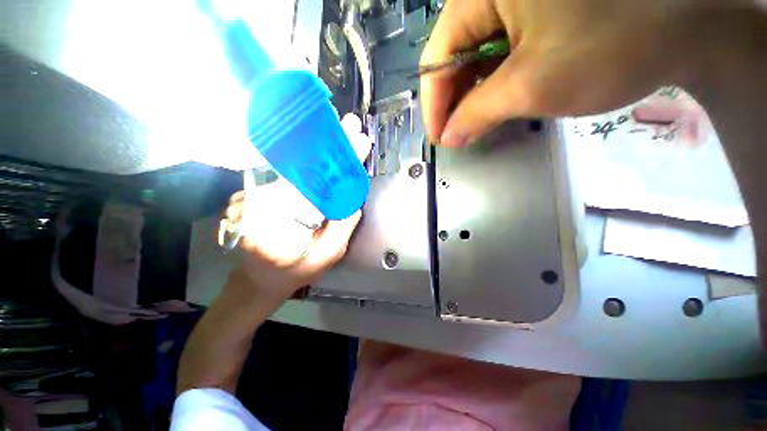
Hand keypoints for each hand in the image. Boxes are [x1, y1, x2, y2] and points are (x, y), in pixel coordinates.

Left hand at [222, 114, 369, 296]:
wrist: (261, 278)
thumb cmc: (296, 270)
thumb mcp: (327, 256)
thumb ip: (341, 228)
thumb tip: (353, 200)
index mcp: (284, 217)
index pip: (317, 180)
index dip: (338, 160)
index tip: (355, 140)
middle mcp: (268, 200)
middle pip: (305, 166)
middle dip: (331, 145)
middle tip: (350, 126)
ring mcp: (262, 194)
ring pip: (296, 168)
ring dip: (321, 150)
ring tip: (342, 135)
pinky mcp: (262, 193)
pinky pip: (291, 175)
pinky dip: (309, 162)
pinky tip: (325, 153)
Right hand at [420, 0, 702, 146]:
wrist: (687, 27)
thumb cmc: (611, 47)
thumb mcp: (532, 85)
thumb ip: (477, 114)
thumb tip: (448, 137)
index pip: (438, 55)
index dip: (434, 103)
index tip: (438, 138)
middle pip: (453, 52)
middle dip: (452, 100)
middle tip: (455, 135)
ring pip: (474, 53)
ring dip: (470, 93)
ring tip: (471, 124)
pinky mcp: (533, 7)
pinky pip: (497, 48)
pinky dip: (491, 80)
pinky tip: (493, 101)